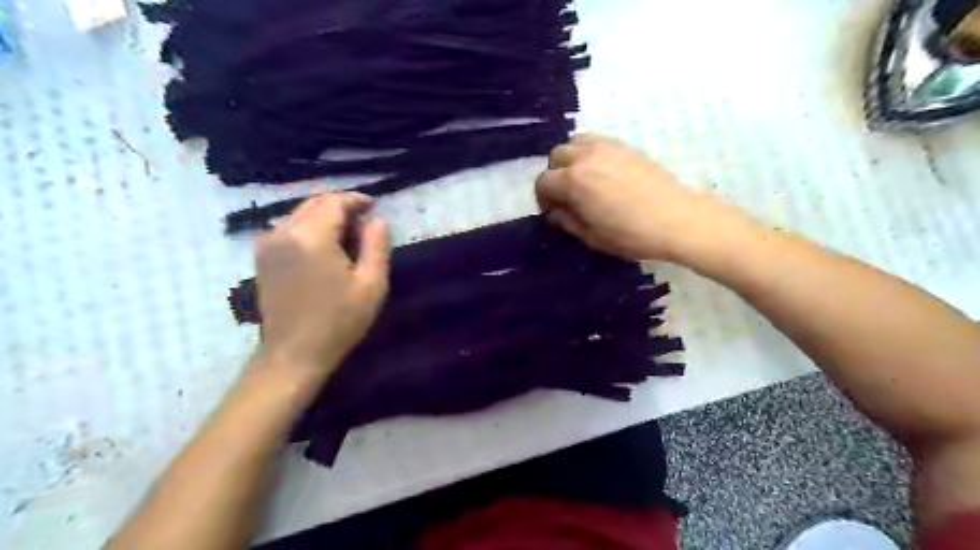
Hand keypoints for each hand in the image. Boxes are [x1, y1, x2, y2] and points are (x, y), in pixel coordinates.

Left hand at [255, 194, 393, 382]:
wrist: (294, 353)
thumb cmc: (338, 321)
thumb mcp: (371, 284)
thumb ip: (377, 245)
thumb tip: (378, 220)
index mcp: (311, 237)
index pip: (334, 202)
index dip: (355, 200)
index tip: (373, 205)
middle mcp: (284, 232)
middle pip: (314, 204)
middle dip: (340, 205)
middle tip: (363, 219)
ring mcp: (268, 245)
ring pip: (299, 214)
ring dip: (324, 216)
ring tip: (346, 232)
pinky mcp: (262, 258)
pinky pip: (286, 228)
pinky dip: (307, 227)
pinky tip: (322, 244)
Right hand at [535, 133, 742, 262]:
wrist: (678, 219)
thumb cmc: (631, 234)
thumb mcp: (591, 236)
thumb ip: (566, 221)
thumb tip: (555, 212)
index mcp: (573, 181)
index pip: (543, 182)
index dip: (543, 198)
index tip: (552, 212)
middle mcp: (585, 157)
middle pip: (556, 157)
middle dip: (554, 175)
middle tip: (565, 196)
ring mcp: (607, 147)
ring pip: (574, 143)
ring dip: (570, 159)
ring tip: (581, 180)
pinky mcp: (625, 146)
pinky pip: (596, 141)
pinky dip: (588, 152)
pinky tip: (600, 172)